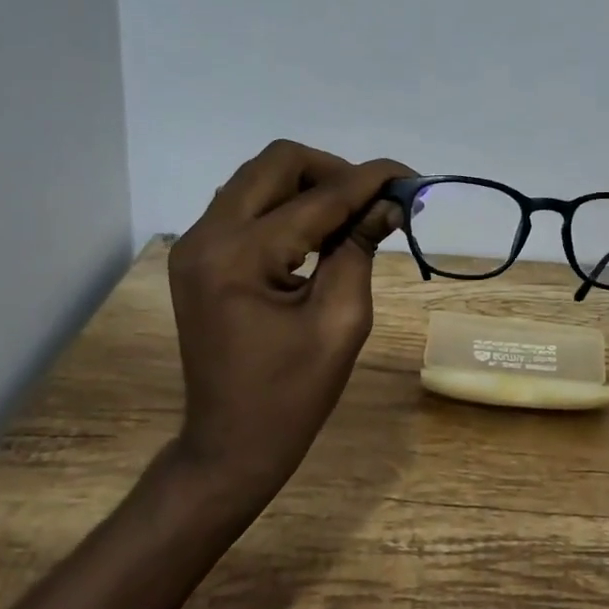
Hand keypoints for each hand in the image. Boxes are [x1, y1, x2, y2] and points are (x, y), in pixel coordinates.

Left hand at [165, 140, 409, 512]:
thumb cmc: (292, 395)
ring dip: (310, 185)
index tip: (412, 178)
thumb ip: (360, 249)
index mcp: (241, 256)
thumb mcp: (341, 322)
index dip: (370, 181)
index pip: (318, 197)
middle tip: (375, 202)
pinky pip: (247, 205)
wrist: (229, 444)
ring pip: (260, 178)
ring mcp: (196, 244)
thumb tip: (390, 203)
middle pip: (278, 163)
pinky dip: (287, 206)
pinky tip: (317, 233)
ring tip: (351, 217)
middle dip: (335, 172)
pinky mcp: (199, 256)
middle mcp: (207, 236)